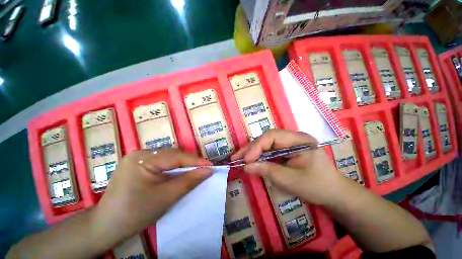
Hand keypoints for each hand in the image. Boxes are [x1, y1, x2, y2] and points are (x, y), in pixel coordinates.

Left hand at [95, 149, 212, 238]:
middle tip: (205, 169)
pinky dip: (173, 168)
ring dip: (183, 164)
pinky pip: (162, 162)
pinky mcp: (138, 164)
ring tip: (195, 170)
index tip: (211, 166)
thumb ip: (189, 181)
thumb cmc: (134, 213)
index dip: (196, 161)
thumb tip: (209, 170)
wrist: (105, 227)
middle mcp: (140, 153)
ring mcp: (138, 158)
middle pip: (172, 155)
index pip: (176, 156)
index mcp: (143, 159)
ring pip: (168, 158)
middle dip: (190, 162)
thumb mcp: (166, 197)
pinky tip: (180, 173)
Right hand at [231, 129, 341, 204]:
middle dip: (251, 148)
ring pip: (266, 143)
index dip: (257, 146)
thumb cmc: (317, 187)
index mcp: (300, 140)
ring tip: (239, 158)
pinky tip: (251, 160)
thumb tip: (245, 167)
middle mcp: (293, 137)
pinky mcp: (286, 150)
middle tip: (236, 158)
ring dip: (252, 152)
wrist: (333, 193)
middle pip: (267, 138)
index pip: (273, 136)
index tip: (246, 160)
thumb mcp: (290, 180)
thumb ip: (267, 171)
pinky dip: (259, 156)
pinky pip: (269, 150)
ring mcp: (289, 143)